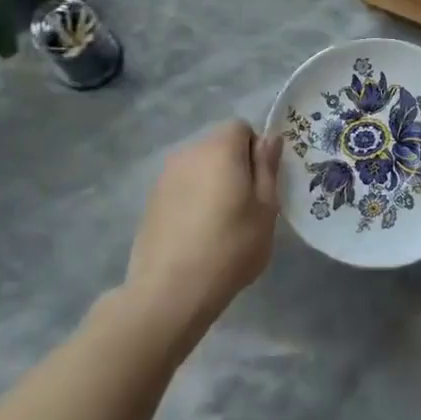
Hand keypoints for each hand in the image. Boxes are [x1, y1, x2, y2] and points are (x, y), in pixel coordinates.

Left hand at [125, 120, 280, 338]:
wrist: (170, 291)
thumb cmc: (230, 247)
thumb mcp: (265, 209)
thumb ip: (267, 167)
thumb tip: (270, 138)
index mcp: (220, 148)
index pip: (241, 127)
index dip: (255, 151)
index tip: (260, 184)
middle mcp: (189, 152)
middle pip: (218, 145)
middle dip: (234, 165)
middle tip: (245, 205)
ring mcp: (164, 176)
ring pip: (199, 167)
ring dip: (211, 182)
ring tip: (219, 223)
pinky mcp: (151, 200)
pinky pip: (181, 187)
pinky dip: (192, 199)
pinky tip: (196, 233)